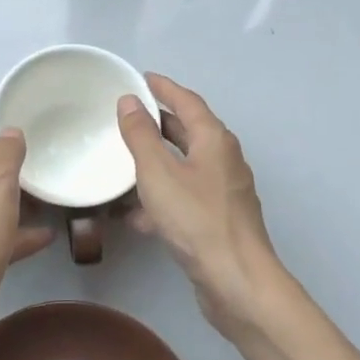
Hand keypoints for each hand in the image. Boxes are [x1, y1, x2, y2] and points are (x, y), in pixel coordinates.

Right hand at [117, 73, 292, 339]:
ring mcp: (223, 191)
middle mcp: (223, 159)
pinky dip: (162, 196)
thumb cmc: (196, 220)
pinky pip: (184, 196)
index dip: (163, 87)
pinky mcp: (218, 219)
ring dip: (156, 162)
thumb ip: (141, 135)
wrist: (236, 281)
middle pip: (188, 131)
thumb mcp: (158, 173)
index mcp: (214, 140)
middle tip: (126, 116)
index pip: (187, 101)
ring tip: (123, 162)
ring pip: (184, 166)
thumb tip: (130, 101)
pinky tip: (135, 215)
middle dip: (158, 123)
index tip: (140, 78)